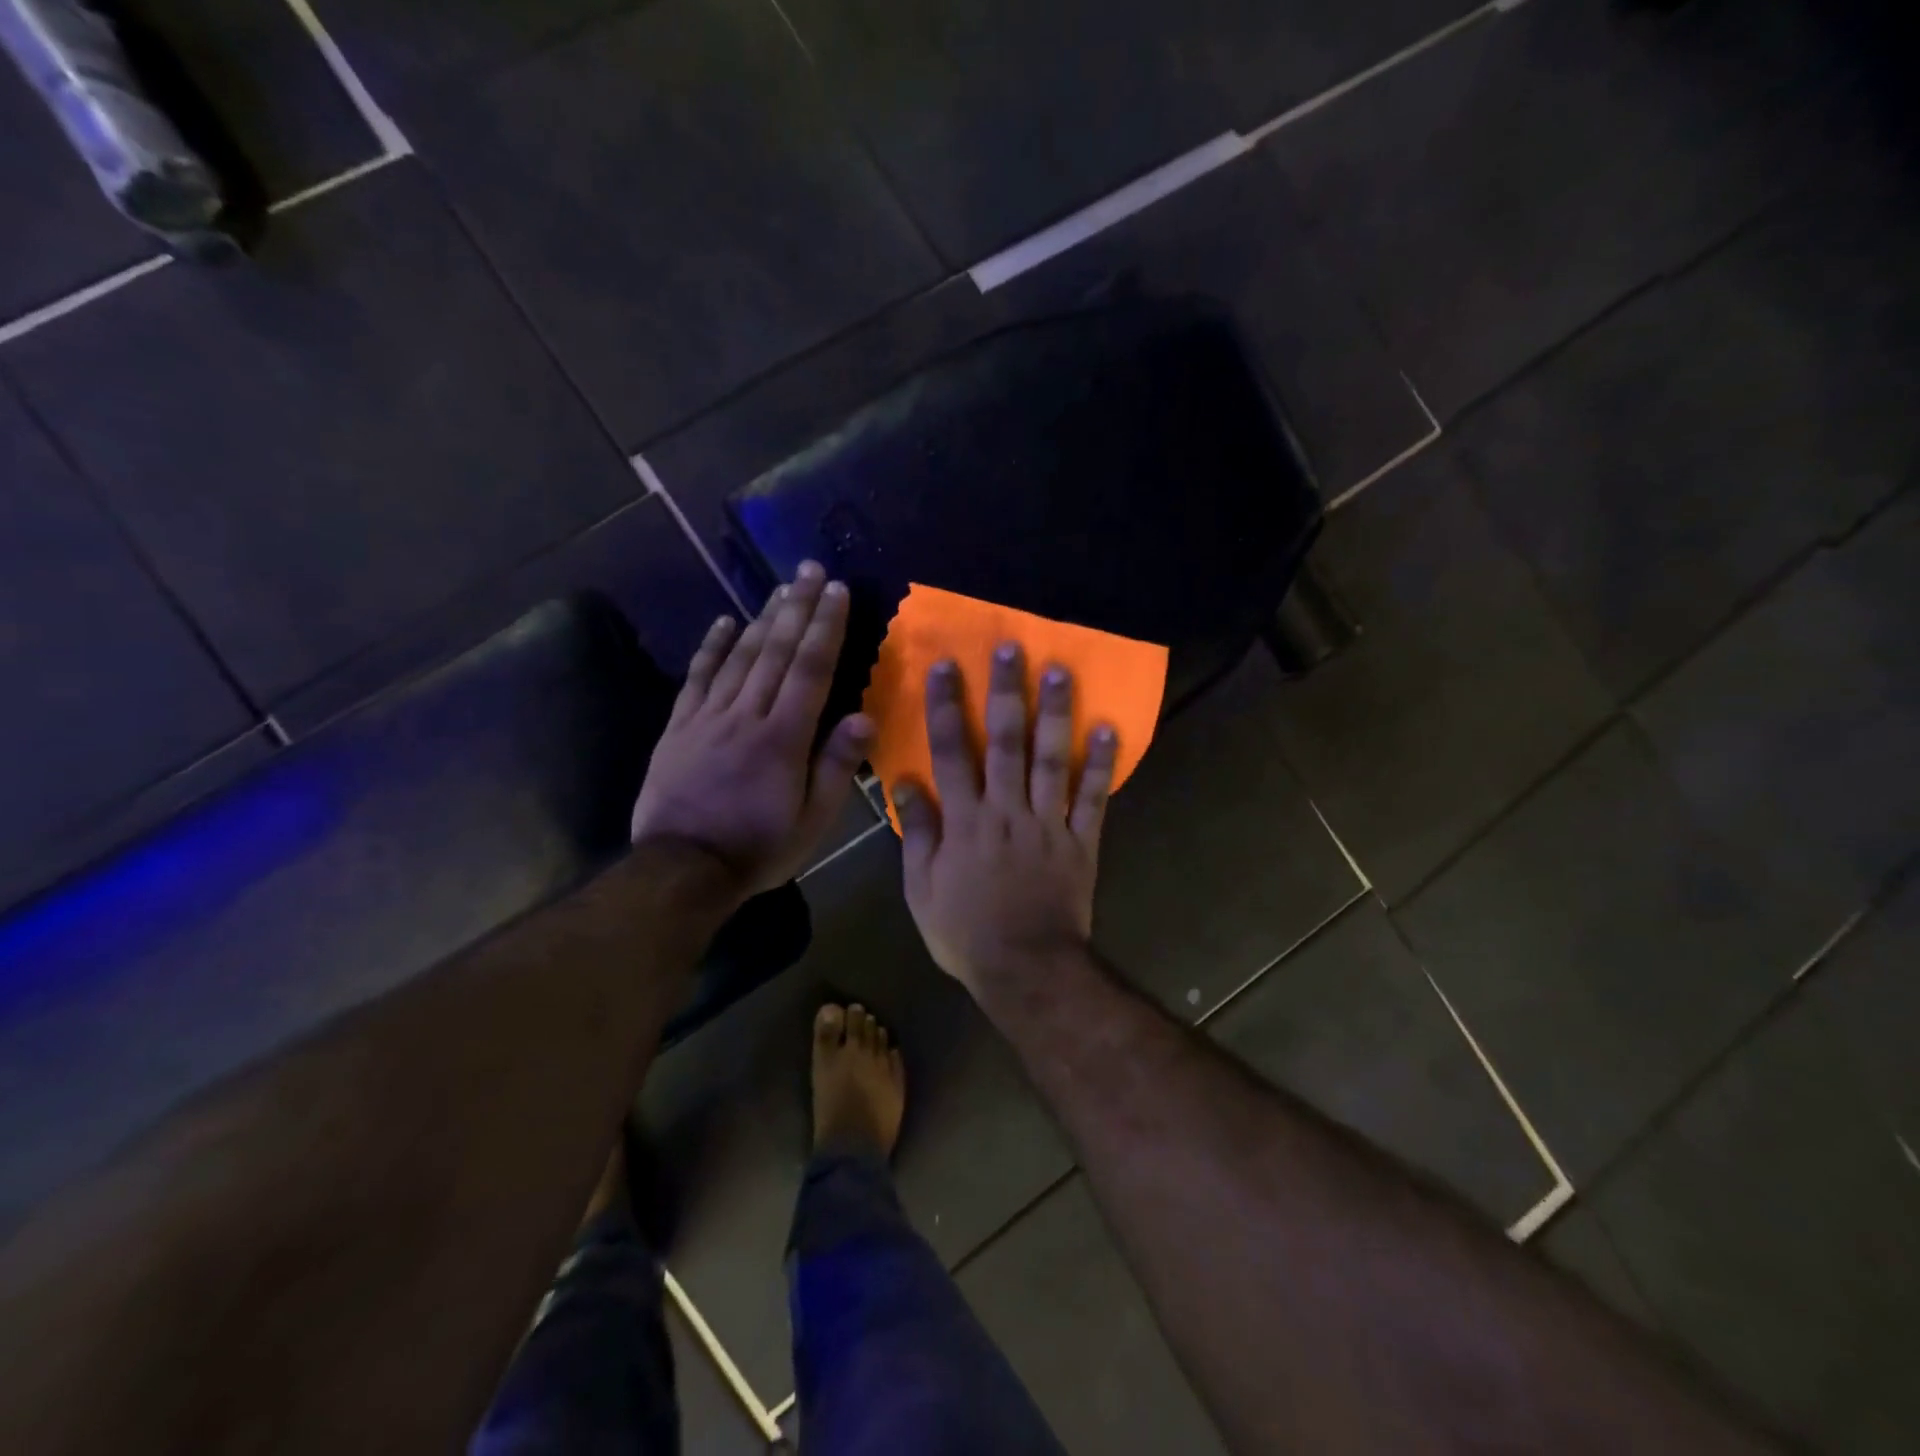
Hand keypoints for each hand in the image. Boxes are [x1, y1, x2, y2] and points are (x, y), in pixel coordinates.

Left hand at [630, 562, 871, 901]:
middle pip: (777, 651)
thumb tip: (865, 717)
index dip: (827, 627)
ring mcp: (708, 717)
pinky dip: (712, 646)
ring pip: (741, 656)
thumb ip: (836, 768)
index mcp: (784, 738)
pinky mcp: (680, 727)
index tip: (838, 591)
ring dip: (764, 618)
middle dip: (798, 606)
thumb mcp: (812, 823)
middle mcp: (747, 715)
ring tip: (781, 586)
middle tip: (812, 569)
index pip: (811, 670)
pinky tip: (725, 621)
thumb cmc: (757, 848)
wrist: (682, 870)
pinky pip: (698, 677)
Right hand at [895, 643, 1117, 996]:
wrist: (1026, 969)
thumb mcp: (921, 889)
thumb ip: (919, 832)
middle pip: (1006, 742)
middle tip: (1012, 649)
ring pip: (1052, 759)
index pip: (951, 752)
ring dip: (1056, 714)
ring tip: (1061, 671)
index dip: (946, 707)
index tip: (946, 666)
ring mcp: (1048, 823)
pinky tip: (1109, 727)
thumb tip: (906, 781)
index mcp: (966, 821)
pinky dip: (1101, 763)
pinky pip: (1092, 798)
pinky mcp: (1081, 841)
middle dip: (1007, 693)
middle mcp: (1007, 810)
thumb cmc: (965, 932)